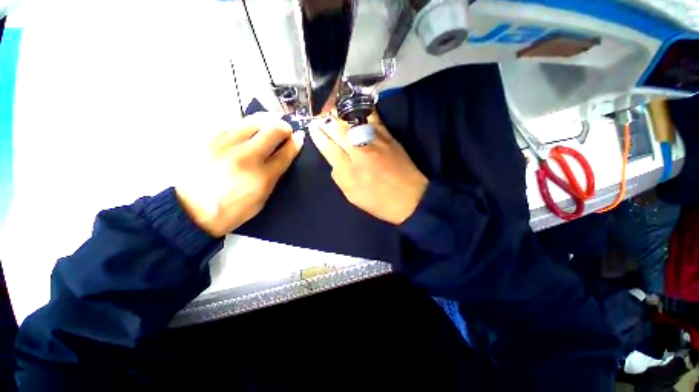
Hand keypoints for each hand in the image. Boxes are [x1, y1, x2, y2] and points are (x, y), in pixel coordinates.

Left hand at [176, 113, 304, 236]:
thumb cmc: (232, 211)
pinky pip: (233, 125)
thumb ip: (273, 176)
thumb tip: (282, 157)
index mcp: (262, 177)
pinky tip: (248, 129)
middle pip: (271, 131)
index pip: (285, 153)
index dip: (295, 143)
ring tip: (270, 124)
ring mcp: (225, 146)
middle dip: (283, 127)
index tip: (299, 137)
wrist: (191, 212)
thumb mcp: (261, 199)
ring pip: (251, 121)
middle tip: (285, 130)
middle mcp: (245, 157)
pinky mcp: (209, 141)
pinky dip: (246, 125)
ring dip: (266, 121)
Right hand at [309, 114, 427, 224]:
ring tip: (331, 108)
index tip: (313, 127)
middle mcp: (359, 152)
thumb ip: (339, 179)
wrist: (410, 198)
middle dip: (326, 121)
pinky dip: (362, 112)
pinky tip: (354, 107)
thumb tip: (333, 163)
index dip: (318, 135)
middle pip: (338, 131)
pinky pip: (373, 119)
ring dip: (339, 114)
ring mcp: (375, 142)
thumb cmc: (379, 202)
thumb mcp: (353, 197)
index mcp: (349, 171)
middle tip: (319, 115)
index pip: (328, 147)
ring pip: (352, 122)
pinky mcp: (388, 137)